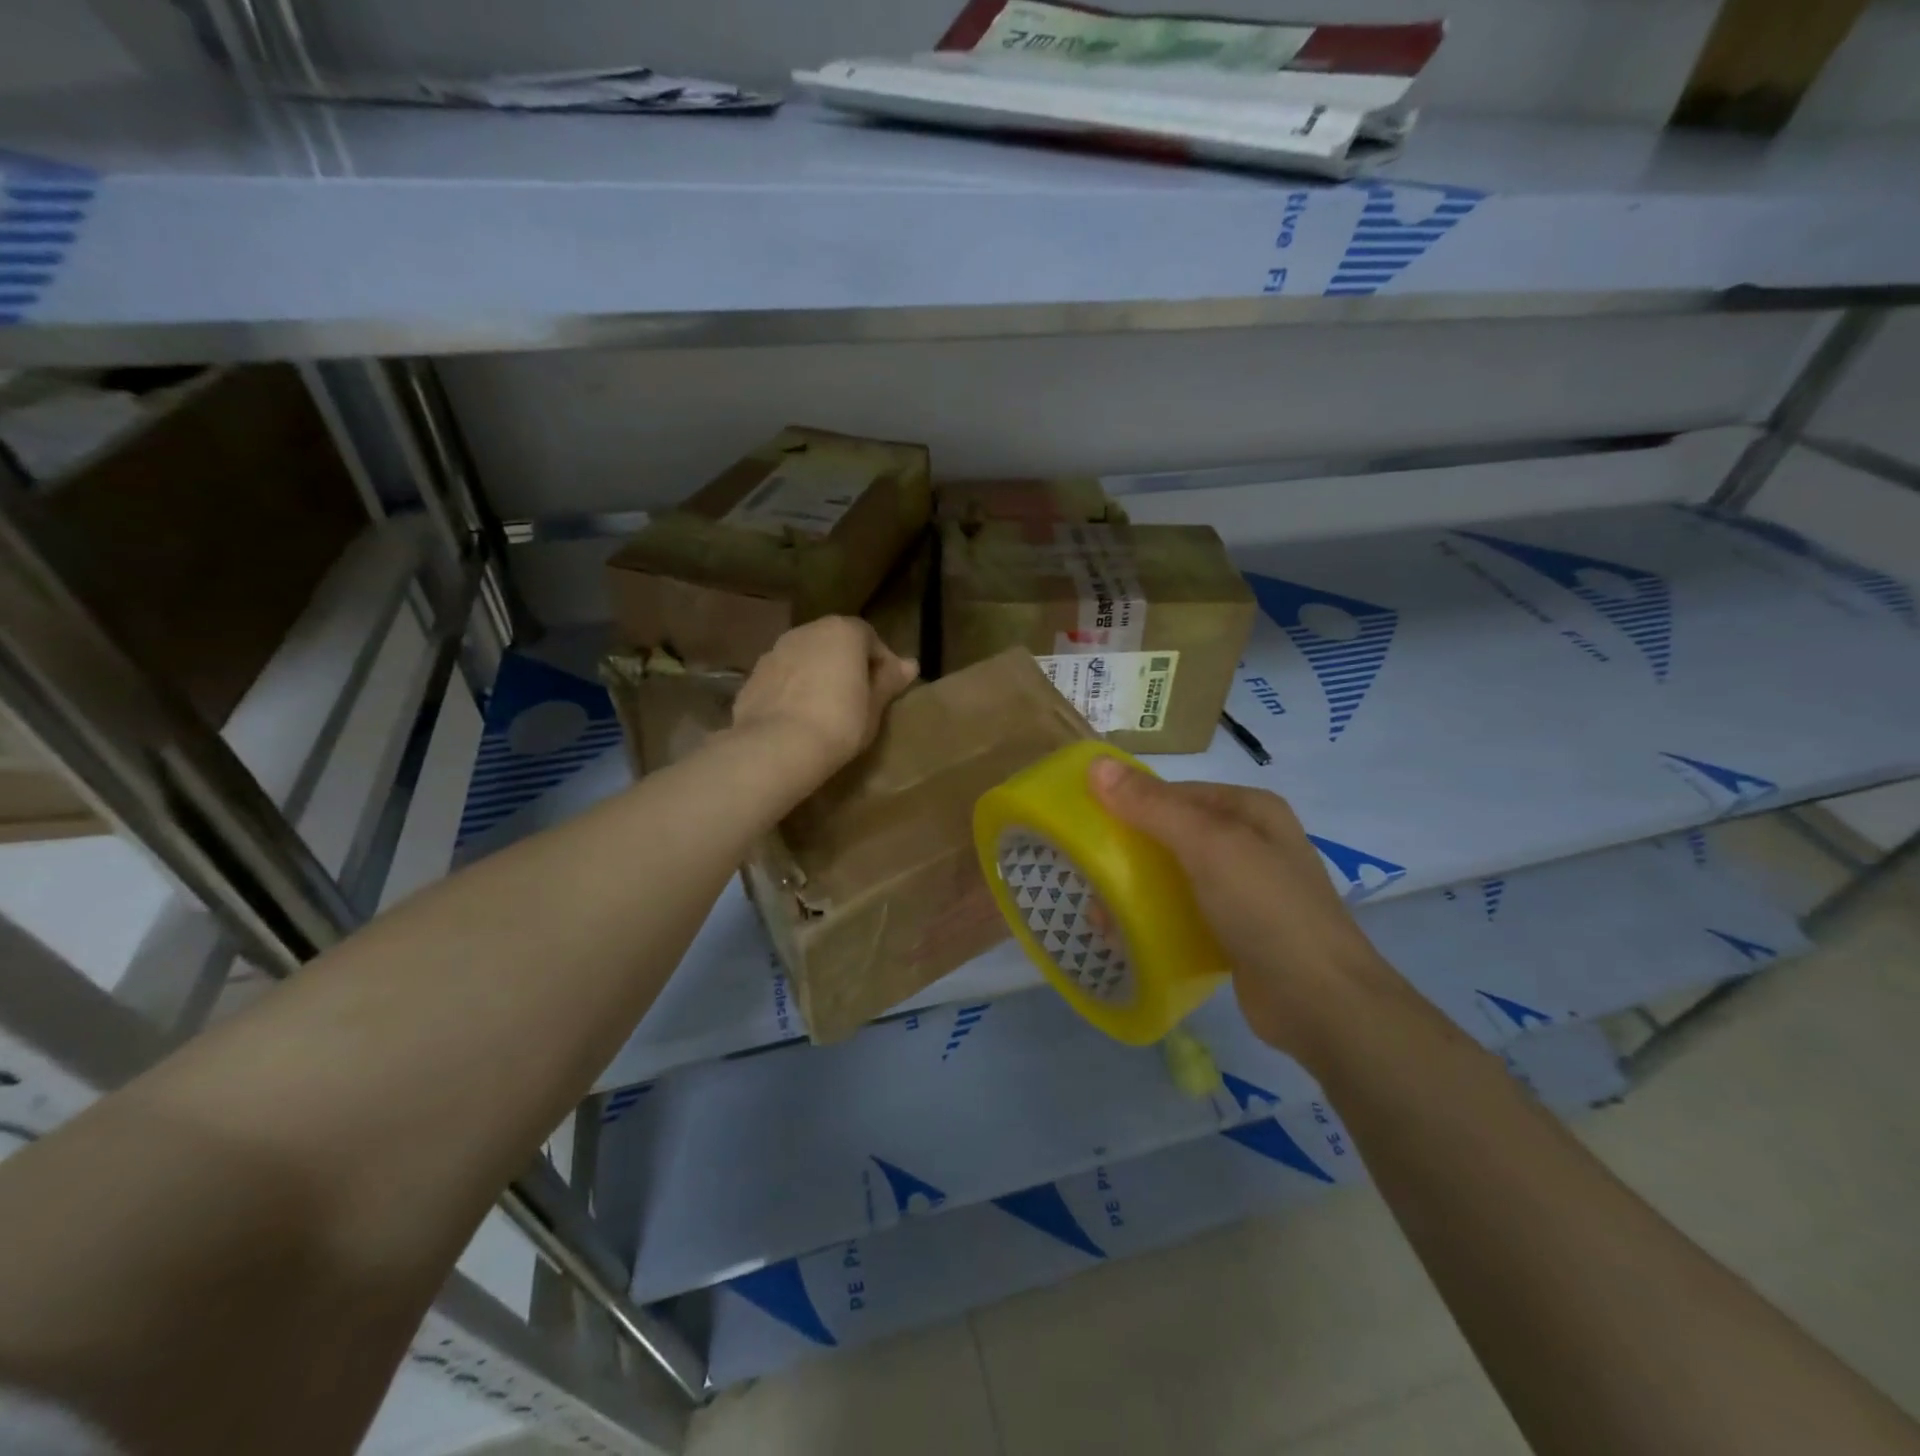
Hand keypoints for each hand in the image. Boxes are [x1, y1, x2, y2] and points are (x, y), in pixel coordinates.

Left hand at [731, 617, 918, 776]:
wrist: (777, 746)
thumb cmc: (839, 723)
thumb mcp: (874, 706)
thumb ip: (889, 681)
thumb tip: (910, 664)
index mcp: (842, 632)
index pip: (869, 637)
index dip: (881, 662)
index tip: (887, 688)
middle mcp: (807, 631)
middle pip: (835, 643)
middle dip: (848, 664)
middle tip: (859, 697)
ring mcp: (775, 651)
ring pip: (807, 658)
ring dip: (819, 674)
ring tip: (827, 708)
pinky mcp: (753, 675)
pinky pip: (784, 677)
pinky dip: (794, 689)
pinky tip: (800, 716)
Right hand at [1089, 759, 1405, 1058]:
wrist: (1321, 1003)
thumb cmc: (1265, 909)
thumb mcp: (1208, 846)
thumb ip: (1152, 806)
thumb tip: (1097, 765)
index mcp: (1249, 809)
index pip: (1175, 792)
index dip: (1129, 803)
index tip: (1087, 826)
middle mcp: (1249, 842)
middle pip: (1171, 835)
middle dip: (1128, 854)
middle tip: (1089, 877)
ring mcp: (1245, 890)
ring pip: (1175, 877)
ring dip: (1136, 891)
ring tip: (1100, 916)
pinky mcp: (1236, 931)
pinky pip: (1185, 913)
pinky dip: (1156, 920)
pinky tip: (1128, 938)